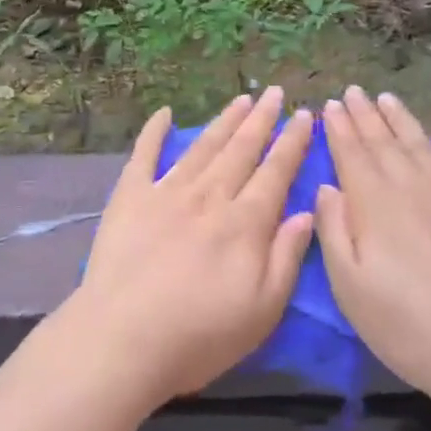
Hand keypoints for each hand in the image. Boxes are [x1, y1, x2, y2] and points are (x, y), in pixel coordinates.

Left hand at [67, 89, 316, 407]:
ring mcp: (167, 191)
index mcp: (245, 223)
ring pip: (203, 146)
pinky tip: (164, 112)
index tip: (304, 116)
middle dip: (261, 119)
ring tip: (241, 98)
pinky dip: (155, 131)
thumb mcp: (262, 310)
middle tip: (275, 93)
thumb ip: (286, 257)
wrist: (124, 337)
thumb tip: (305, 212)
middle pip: (241, 149)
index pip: (275, 172)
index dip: (292, 143)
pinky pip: (145, 154)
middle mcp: (209, 196)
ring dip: (224, 120)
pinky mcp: (130, 196)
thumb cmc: (200, 335)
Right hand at [314, 87, 430, 421]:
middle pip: (384, 141)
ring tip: (387, 99)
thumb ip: (333, 230)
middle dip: (364, 114)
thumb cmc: (405, 325)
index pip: (351, 152)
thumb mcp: (349, 286)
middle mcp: (413, 186)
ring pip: (423, 144)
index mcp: (374, 202)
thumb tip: (327, 186)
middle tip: (352, 91)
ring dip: (403, 120)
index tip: (329, 104)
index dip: (338, 127)